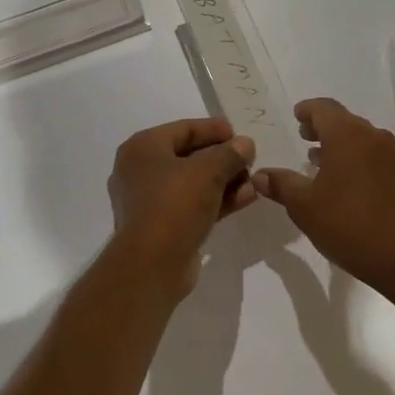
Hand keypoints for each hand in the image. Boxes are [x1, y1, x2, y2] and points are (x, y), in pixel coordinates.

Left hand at [107, 118, 257, 294]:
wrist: (151, 265)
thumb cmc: (174, 205)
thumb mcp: (208, 171)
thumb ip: (229, 153)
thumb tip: (245, 144)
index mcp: (143, 148)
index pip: (184, 128)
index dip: (214, 129)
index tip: (240, 134)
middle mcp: (140, 171)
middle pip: (189, 155)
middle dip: (222, 158)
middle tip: (249, 159)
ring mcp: (149, 201)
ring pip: (192, 183)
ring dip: (224, 181)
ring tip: (254, 181)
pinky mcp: (161, 226)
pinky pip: (192, 205)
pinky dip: (216, 200)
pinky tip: (246, 198)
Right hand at [251, 98, 394, 299]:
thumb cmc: (347, 224)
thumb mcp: (304, 206)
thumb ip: (281, 184)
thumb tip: (259, 175)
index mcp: (347, 135)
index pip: (323, 108)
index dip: (307, 110)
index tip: (295, 116)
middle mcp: (372, 136)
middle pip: (343, 120)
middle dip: (321, 126)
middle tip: (302, 135)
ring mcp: (390, 155)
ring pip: (358, 137)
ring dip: (337, 142)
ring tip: (316, 158)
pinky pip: (371, 153)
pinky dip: (353, 156)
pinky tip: (340, 179)